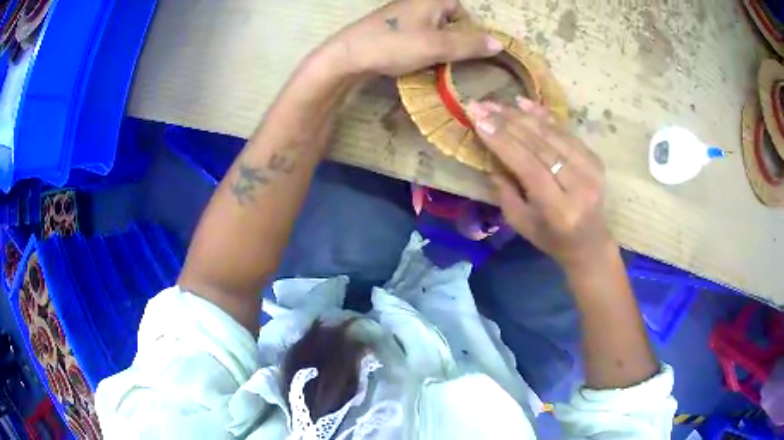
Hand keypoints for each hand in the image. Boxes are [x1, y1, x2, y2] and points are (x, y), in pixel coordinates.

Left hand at [330, 0, 502, 76]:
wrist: (347, 55)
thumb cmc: (394, 45)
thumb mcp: (438, 46)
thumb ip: (469, 45)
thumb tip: (499, 44)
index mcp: (432, 0)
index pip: (462, 10)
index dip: (468, 30)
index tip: (467, 50)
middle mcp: (417, 3)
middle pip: (447, 20)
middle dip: (452, 40)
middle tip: (452, 60)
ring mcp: (401, 15)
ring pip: (431, 30)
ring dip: (436, 47)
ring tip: (435, 64)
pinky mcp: (389, 28)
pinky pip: (415, 36)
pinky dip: (420, 48)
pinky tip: (415, 61)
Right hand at [467, 98, 613, 269]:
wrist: (590, 243)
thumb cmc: (551, 238)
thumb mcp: (521, 224)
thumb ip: (505, 191)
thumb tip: (492, 155)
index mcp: (559, 210)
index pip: (529, 167)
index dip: (504, 142)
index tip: (479, 120)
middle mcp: (579, 186)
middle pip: (541, 146)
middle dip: (507, 123)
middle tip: (481, 106)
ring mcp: (591, 170)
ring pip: (553, 134)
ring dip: (521, 115)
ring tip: (496, 103)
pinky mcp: (595, 158)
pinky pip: (566, 131)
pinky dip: (544, 115)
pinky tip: (523, 103)